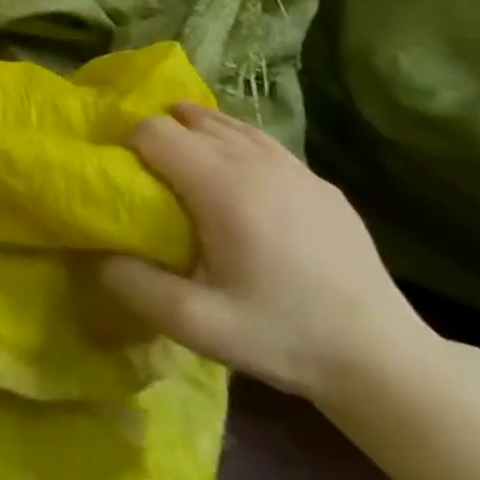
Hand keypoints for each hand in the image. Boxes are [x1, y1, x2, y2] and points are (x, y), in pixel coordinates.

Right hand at [96, 102, 432, 406]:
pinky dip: (231, 144)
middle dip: (156, 134)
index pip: (154, 130)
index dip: (126, 143)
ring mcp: (296, 169)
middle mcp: (258, 163)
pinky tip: (231, 179)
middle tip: (143, 174)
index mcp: (224, 188)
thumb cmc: (283, 336)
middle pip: (188, 118)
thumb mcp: (196, 325)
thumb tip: (95, 250)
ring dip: (193, 132)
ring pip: (227, 123)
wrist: (384, 360)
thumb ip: (133, 283)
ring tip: (178, 165)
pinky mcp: (320, 183)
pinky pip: (260, 143)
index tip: (119, 174)